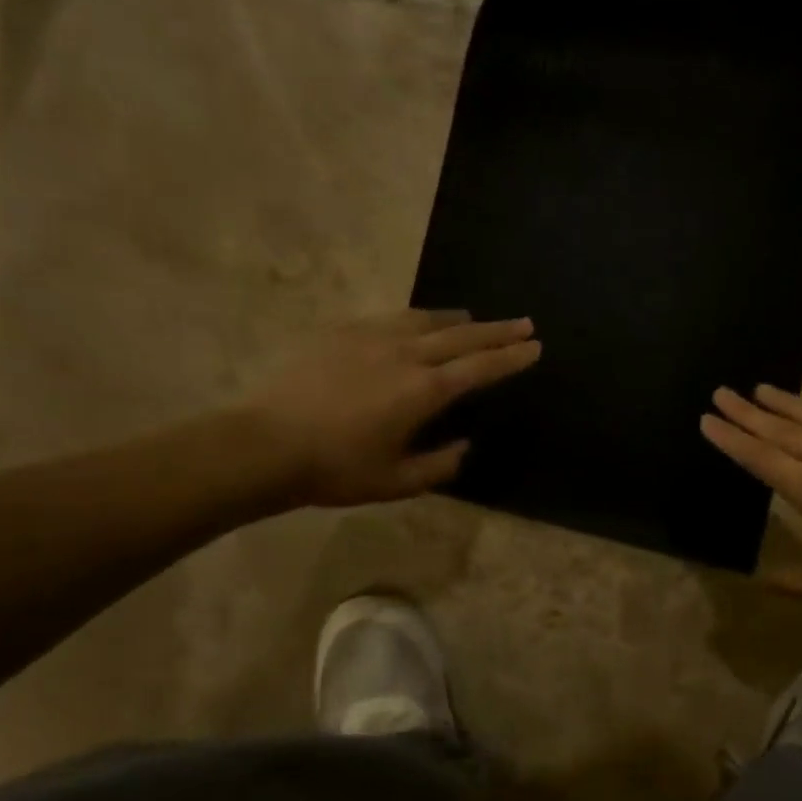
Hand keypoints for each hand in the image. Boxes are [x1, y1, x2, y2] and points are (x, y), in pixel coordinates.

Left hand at [238, 311, 539, 508]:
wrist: (266, 444)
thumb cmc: (337, 469)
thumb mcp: (397, 482)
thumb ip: (439, 465)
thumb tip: (463, 446)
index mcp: (424, 391)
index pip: (480, 368)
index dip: (511, 357)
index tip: (535, 346)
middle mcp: (405, 355)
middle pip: (462, 336)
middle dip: (497, 330)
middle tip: (524, 322)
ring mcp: (372, 338)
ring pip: (426, 320)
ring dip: (457, 320)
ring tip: (474, 319)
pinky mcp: (342, 333)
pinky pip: (391, 318)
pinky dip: (417, 319)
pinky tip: (416, 324)